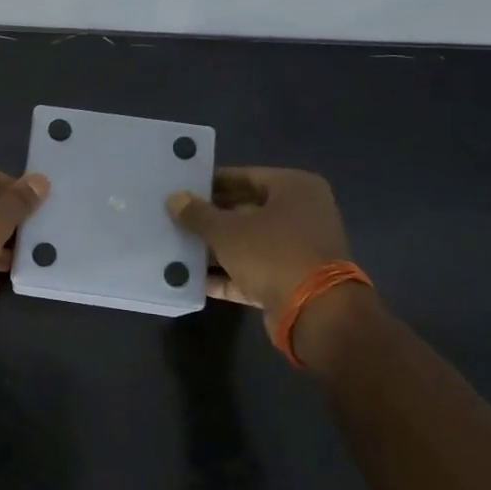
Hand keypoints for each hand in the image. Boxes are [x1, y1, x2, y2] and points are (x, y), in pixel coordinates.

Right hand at [167, 167, 351, 328]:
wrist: (316, 313)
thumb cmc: (273, 254)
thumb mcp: (227, 231)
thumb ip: (198, 214)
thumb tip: (174, 198)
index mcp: (295, 188)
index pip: (245, 176)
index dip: (212, 182)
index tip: (182, 188)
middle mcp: (301, 214)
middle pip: (245, 210)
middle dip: (210, 218)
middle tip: (174, 218)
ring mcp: (297, 249)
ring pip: (247, 243)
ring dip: (215, 248)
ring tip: (176, 247)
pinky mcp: (290, 280)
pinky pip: (251, 271)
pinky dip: (226, 274)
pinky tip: (190, 278)